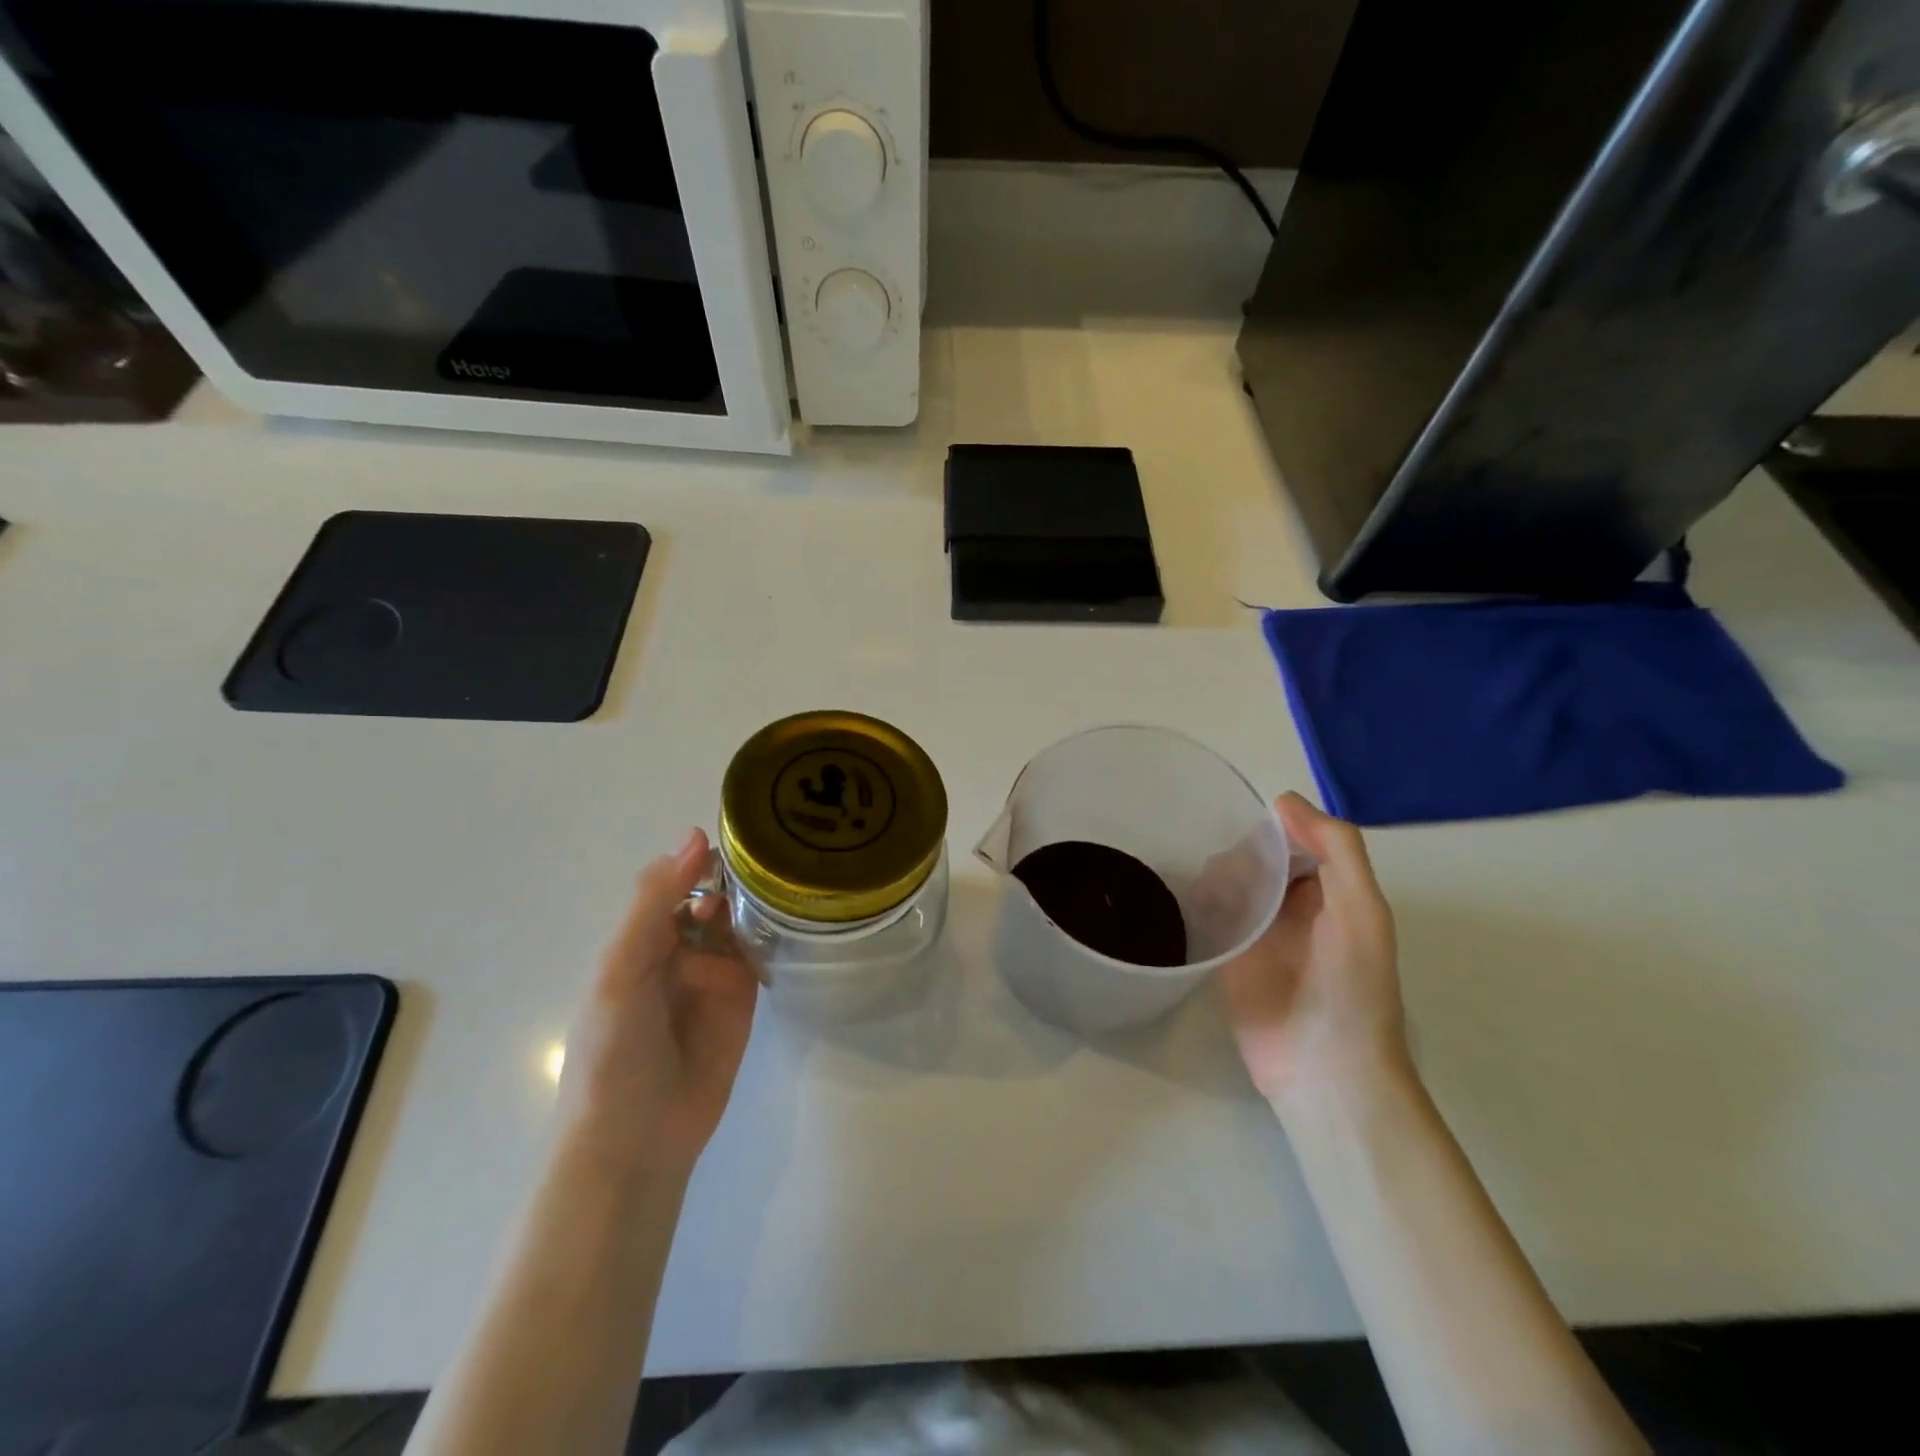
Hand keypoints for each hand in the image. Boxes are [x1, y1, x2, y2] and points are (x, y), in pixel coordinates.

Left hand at [560, 829, 758, 1173]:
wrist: (638, 1140)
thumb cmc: (614, 1052)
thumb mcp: (622, 968)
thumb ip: (655, 903)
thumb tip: (697, 834)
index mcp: (641, 936)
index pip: (677, 878)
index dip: (705, 856)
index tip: (746, 832)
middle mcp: (679, 947)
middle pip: (714, 894)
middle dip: (740, 876)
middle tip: (779, 859)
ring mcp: (714, 971)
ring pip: (741, 920)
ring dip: (760, 901)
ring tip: (792, 882)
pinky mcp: (743, 997)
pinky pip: (761, 954)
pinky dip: (775, 934)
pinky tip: (798, 915)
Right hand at [1221, 793, 1407, 1111]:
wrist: (1324, 1070)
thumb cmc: (1352, 987)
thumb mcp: (1361, 909)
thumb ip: (1336, 850)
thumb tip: (1283, 801)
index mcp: (1331, 892)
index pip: (1296, 840)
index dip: (1273, 826)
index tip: (1241, 815)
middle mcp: (1293, 907)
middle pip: (1258, 859)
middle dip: (1238, 850)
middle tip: (1218, 858)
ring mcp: (1258, 933)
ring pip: (1230, 883)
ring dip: (1214, 873)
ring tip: (1201, 880)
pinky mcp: (1227, 957)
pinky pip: (1209, 915)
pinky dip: (1197, 900)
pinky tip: (1184, 894)